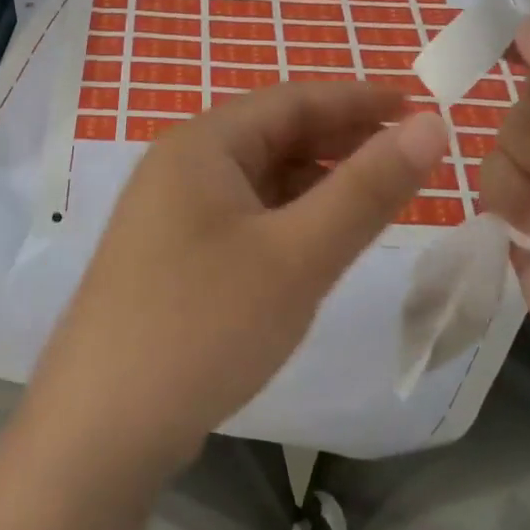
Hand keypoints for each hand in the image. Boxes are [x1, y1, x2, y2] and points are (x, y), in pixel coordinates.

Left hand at [28, 83, 449, 476]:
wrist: (98, 431)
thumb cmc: (203, 326)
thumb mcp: (298, 255)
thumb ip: (366, 189)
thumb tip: (431, 125)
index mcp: (203, 144)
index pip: (292, 100)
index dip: (358, 99)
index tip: (418, 104)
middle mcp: (180, 166)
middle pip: (273, 135)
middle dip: (340, 140)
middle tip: (407, 155)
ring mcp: (169, 214)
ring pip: (258, 179)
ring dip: (315, 182)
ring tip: (374, 197)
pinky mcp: (170, 257)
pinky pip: (242, 217)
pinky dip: (286, 218)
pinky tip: (316, 242)